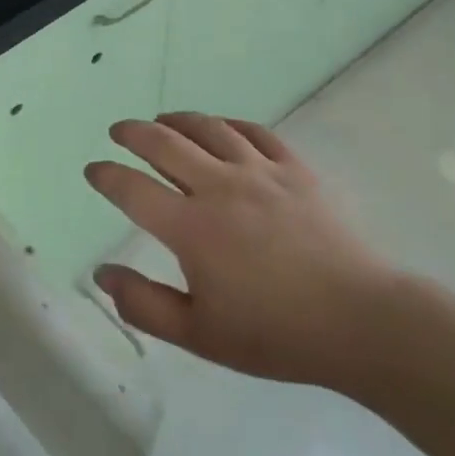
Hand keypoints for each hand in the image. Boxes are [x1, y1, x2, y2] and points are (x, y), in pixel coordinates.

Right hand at [86, 113, 392, 391]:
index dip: (106, 176)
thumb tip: (102, 274)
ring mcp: (260, 173)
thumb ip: (144, 304)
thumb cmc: (275, 334)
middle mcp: (219, 187)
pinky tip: (222, 128)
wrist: (361, 321)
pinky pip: (255, 132)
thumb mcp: (199, 335)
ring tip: (164, 121)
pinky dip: (229, 124)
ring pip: (209, 129)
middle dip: (134, 133)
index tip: (93, 170)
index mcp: (191, 228)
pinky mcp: (295, 170)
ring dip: (178, 120)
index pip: (132, 189)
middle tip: (120, 131)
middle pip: (165, 144)